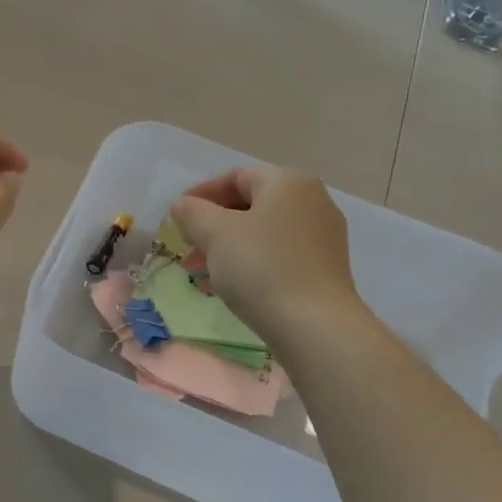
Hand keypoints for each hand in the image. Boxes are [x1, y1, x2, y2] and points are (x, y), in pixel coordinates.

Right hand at [169, 166, 366, 340]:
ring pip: (263, 231)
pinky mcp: (325, 266)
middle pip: (250, 203)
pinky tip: (232, 284)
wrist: (314, 324)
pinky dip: (252, 261)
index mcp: (287, 182)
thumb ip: (192, 212)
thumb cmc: (261, 268)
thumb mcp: (214, 234)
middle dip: (213, 224)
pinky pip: (279, 253)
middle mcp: (312, 200)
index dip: (200, 194)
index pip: (235, 177)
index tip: (176, 218)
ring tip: (203, 271)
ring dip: (229, 246)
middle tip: (188, 246)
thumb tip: (183, 205)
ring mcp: (323, 234)